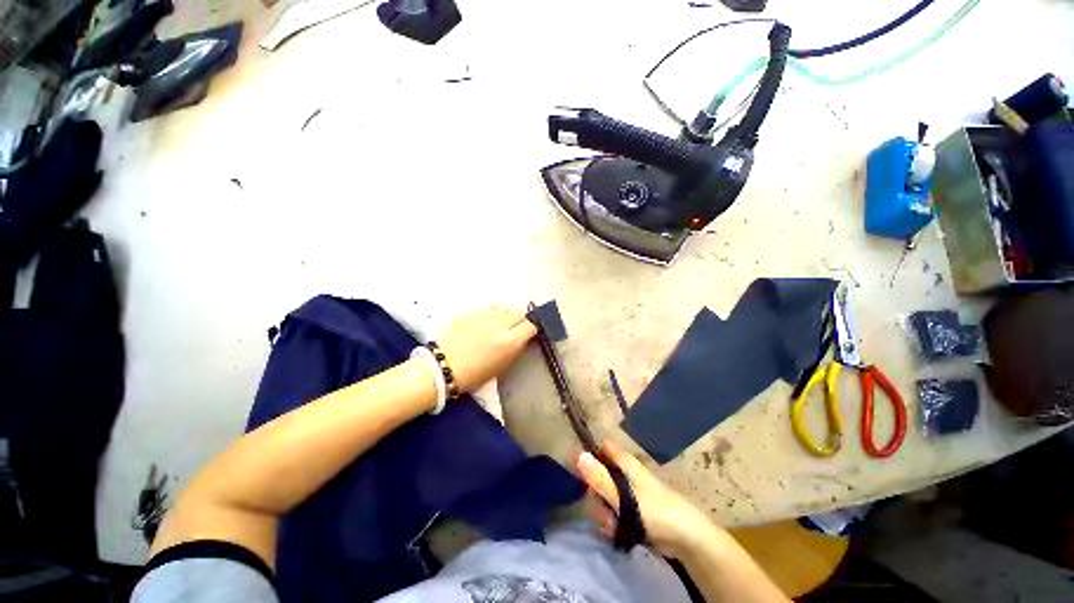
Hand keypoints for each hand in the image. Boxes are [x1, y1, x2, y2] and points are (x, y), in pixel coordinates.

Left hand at [437, 307, 536, 392]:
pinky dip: (488, 316)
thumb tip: (520, 340)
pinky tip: (481, 326)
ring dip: (504, 316)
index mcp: (509, 341)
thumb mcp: (500, 368)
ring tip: (496, 325)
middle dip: (518, 320)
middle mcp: (499, 324)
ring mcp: (483, 315)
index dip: (529, 331)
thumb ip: (514, 350)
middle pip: (518, 313)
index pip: (530, 326)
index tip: (526, 335)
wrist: (441, 368)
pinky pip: (486, 310)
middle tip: (512, 329)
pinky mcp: (469, 312)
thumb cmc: (472, 375)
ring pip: (503, 308)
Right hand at [576, 441, 721, 558]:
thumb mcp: (624, 495)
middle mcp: (626, 475)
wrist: (686, 539)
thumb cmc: (656, 510)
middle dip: (595, 493)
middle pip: (600, 476)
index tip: (580, 472)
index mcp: (625, 463)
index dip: (589, 456)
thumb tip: (578, 455)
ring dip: (603, 512)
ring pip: (605, 497)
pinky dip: (612, 522)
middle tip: (599, 506)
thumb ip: (601, 478)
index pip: (603, 449)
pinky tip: (615, 532)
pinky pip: (614, 513)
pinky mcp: (633, 513)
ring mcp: (629, 495)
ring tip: (610, 524)